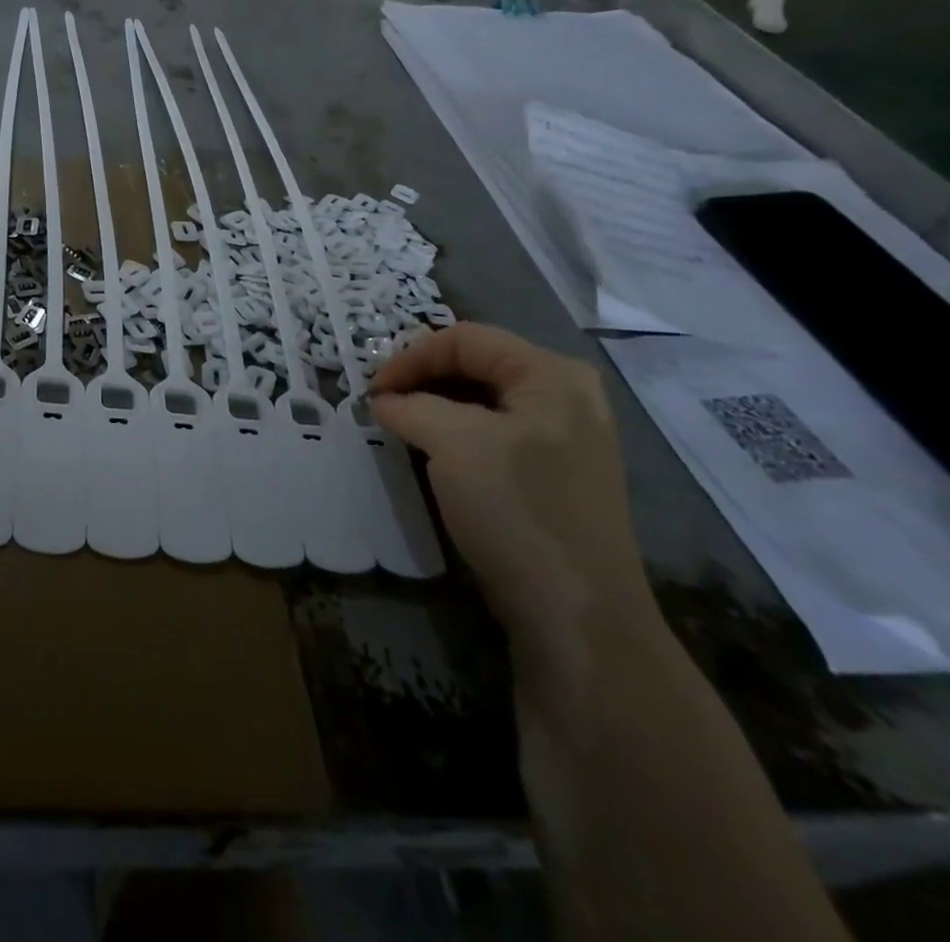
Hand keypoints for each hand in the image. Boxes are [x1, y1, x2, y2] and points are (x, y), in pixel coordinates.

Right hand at [370, 324, 654, 645]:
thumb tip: (384, 401)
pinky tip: (433, 453)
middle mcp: (567, 396)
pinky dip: (457, 432)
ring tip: (400, 425)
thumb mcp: (452, 442)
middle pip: (478, 363)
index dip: (411, 357)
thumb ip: (410, 405)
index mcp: (552, 375)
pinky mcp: (556, 474)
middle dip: (423, 377)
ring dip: (435, 404)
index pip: (465, 338)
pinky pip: (496, 432)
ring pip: (484, 399)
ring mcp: (566, 437)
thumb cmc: (516, 508)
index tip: (373, 390)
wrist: (576, 612)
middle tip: (383, 401)